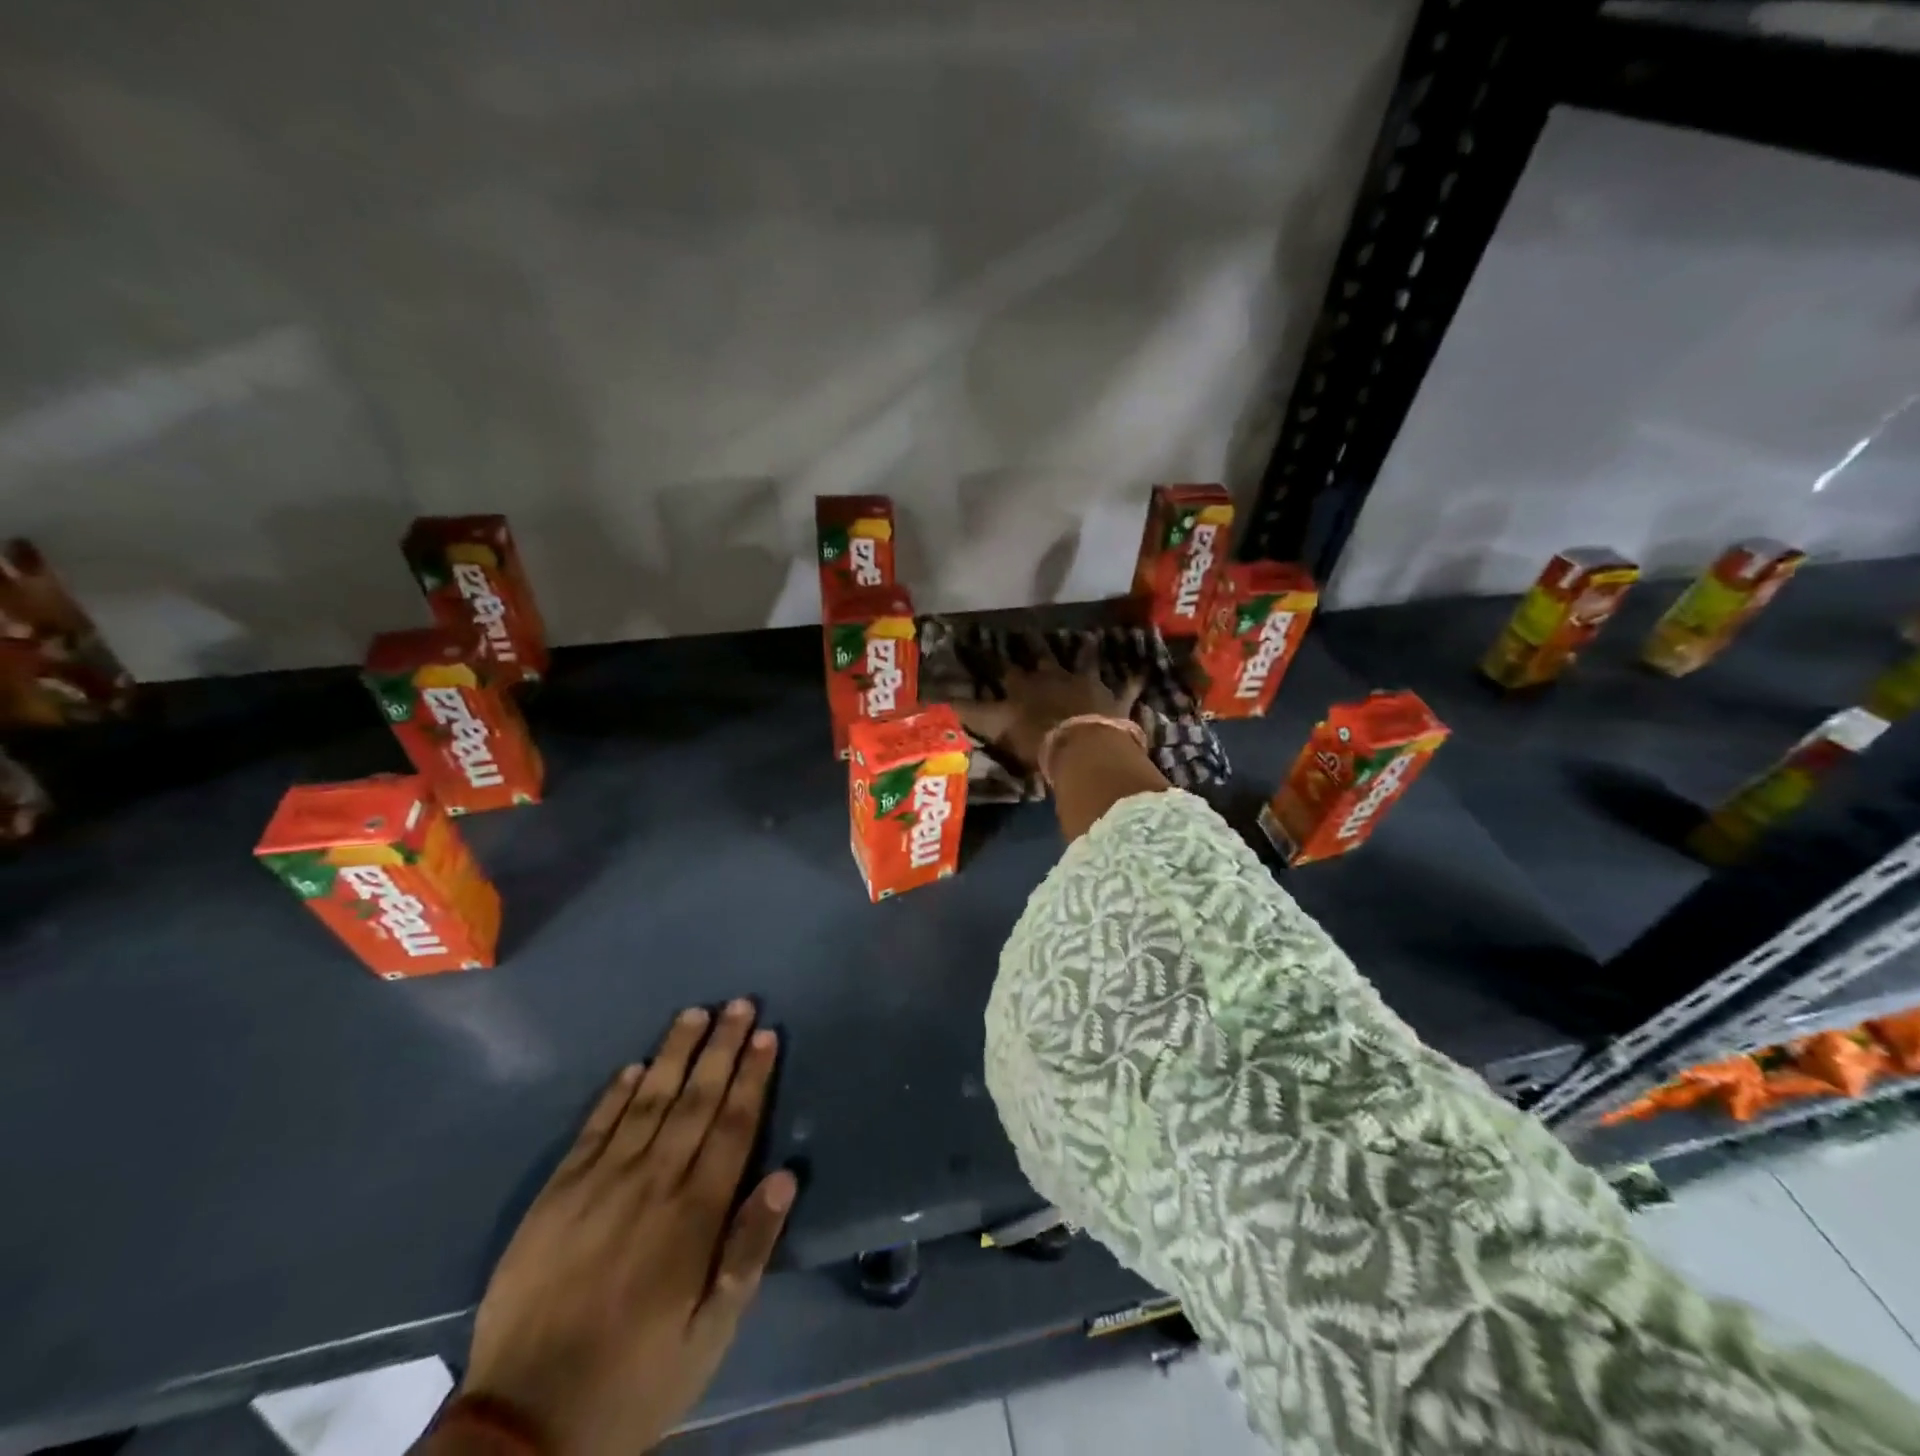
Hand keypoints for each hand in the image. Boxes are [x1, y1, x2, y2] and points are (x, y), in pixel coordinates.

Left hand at [455, 1001, 794, 1455]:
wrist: (522, 1427)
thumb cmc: (635, 1379)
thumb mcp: (710, 1335)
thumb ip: (748, 1251)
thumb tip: (784, 1177)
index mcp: (694, 1215)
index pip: (733, 1125)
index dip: (752, 1076)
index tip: (765, 1035)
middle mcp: (652, 1182)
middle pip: (695, 1099)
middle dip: (721, 1048)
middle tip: (739, 1003)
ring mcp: (599, 1183)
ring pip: (647, 1100)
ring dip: (674, 1053)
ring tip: (694, 1013)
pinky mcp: (557, 1194)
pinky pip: (593, 1128)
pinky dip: (615, 1093)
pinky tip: (634, 1066)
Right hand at [955, 634, 1142, 769]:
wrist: (1082, 746)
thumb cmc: (1035, 739)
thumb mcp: (994, 727)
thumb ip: (964, 714)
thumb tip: (923, 701)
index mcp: (1025, 686)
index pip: (999, 667)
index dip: (985, 656)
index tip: (970, 641)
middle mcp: (1055, 678)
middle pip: (1043, 657)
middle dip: (1034, 645)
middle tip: (1028, 629)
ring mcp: (1088, 685)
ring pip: (1085, 662)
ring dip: (1084, 652)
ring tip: (1088, 637)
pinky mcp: (1115, 700)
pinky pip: (1127, 687)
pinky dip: (1134, 680)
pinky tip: (1143, 670)